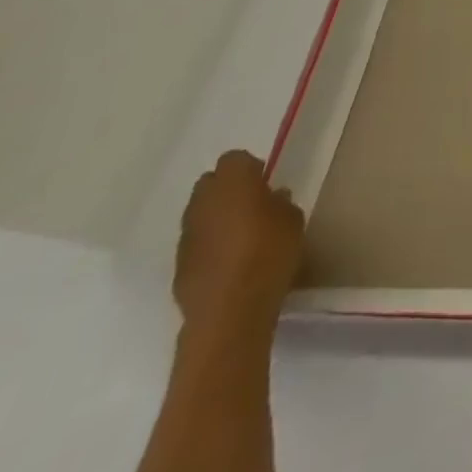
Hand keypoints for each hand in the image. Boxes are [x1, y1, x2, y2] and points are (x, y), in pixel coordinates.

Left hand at [173, 151, 304, 338]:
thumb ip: (280, 202)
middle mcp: (202, 204)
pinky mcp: (178, 267)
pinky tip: (228, 262)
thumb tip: (272, 198)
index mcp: (233, 183)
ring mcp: (186, 237)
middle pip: (209, 184)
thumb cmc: (269, 253)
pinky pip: (195, 243)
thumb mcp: (292, 219)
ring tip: (241, 236)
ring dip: (216, 218)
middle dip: (227, 190)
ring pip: (199, 215)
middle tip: (252, 205)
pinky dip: (208, 246)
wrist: (230, 312)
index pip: (234, 159)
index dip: (250, 168)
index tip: (265, 181)